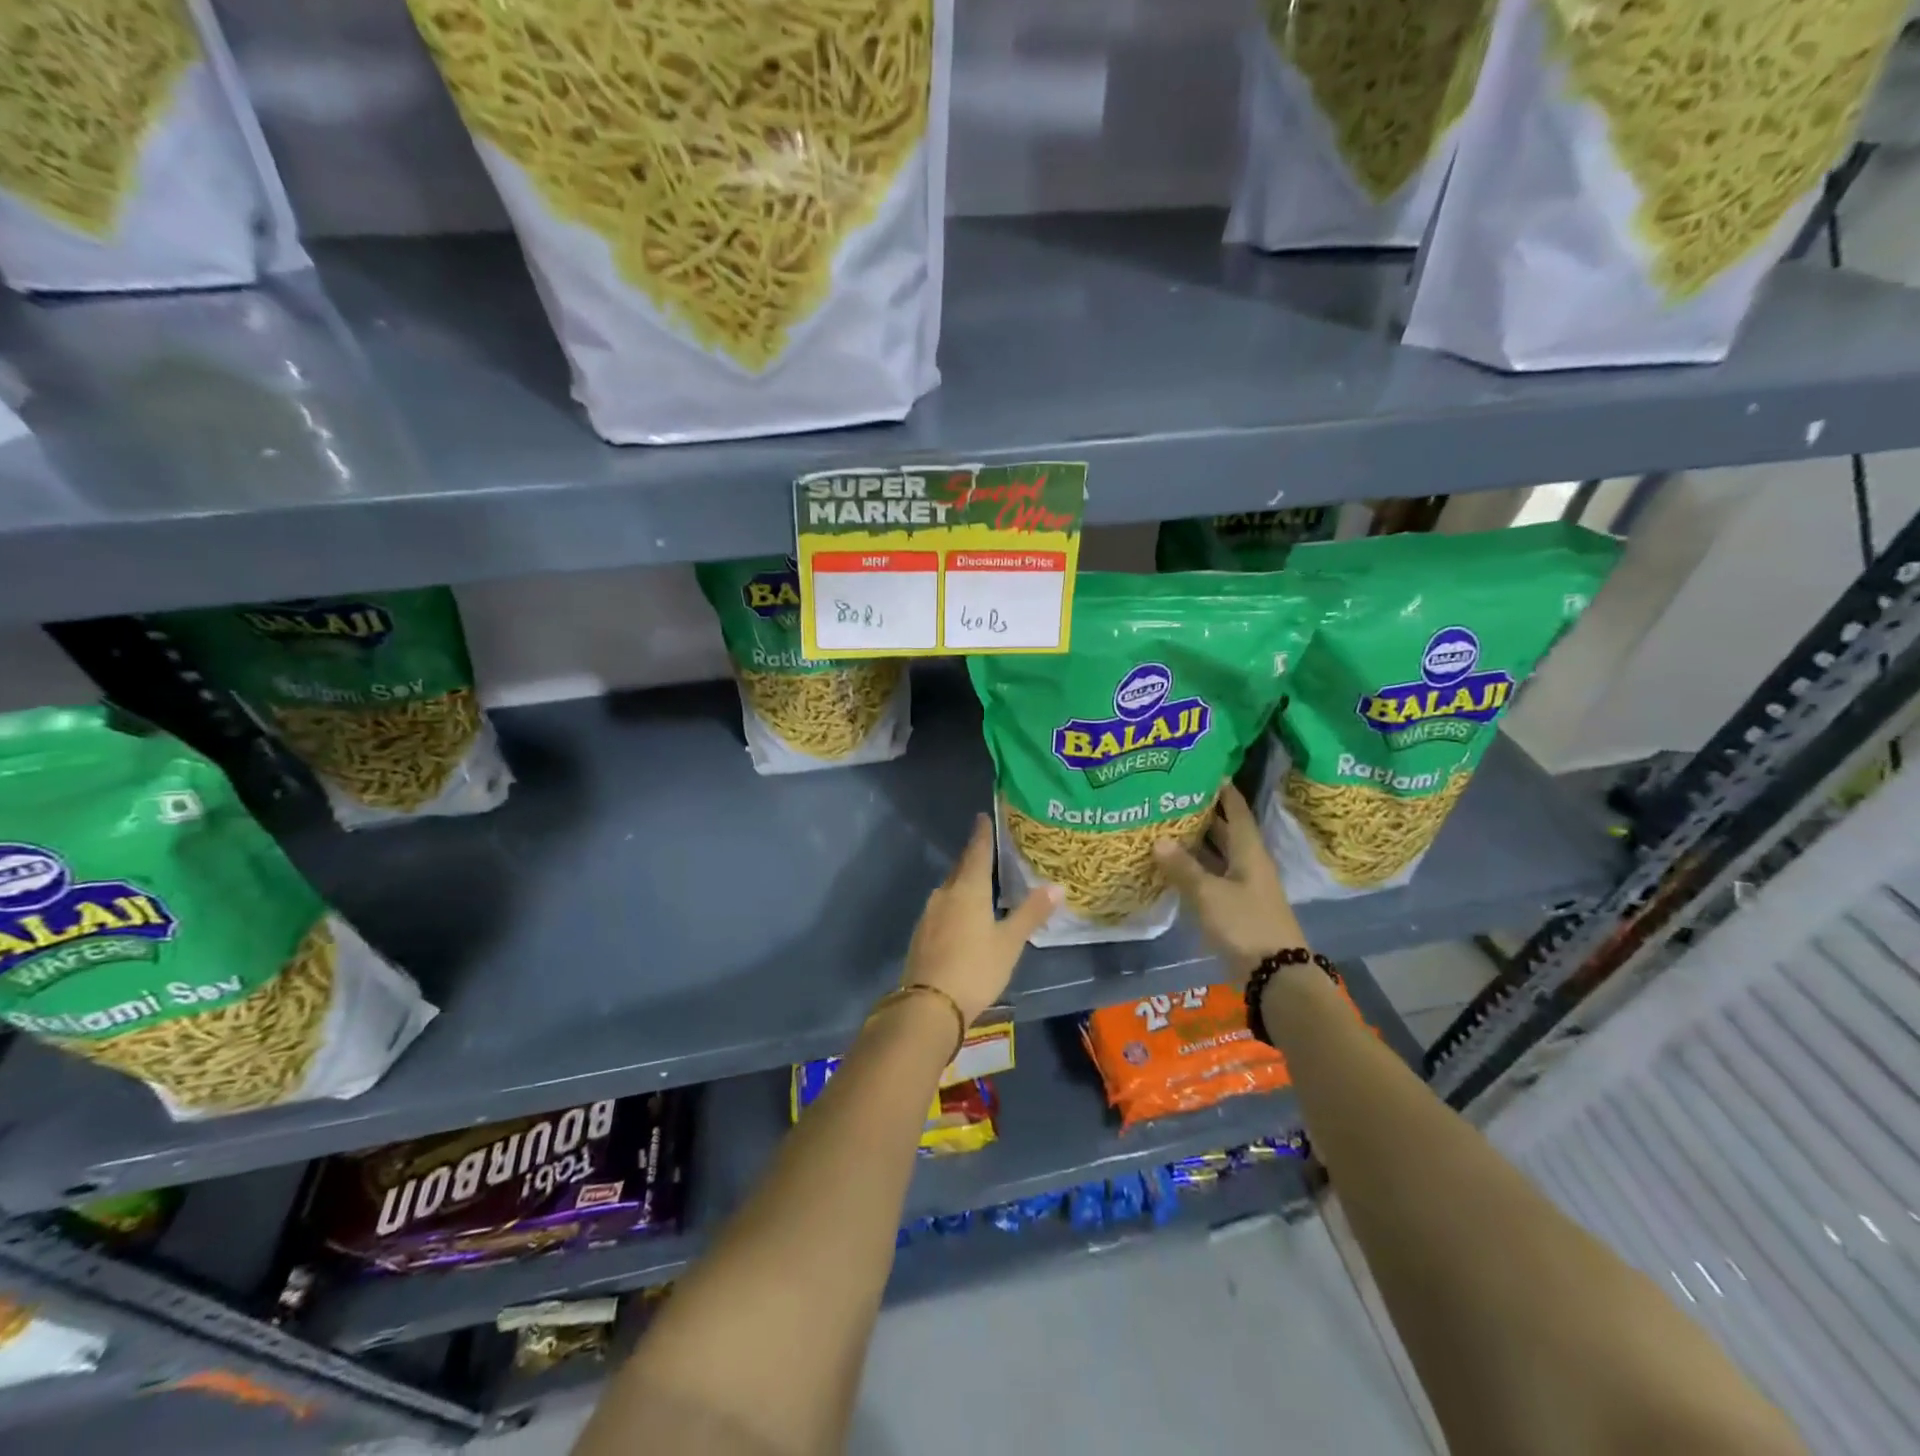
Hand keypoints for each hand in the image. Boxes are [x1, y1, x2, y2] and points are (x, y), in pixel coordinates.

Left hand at [904, 814, 1059, 1024]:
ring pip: (949, 888)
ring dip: (963, 881)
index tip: (982, 817)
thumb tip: (1056, 886)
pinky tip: (962, 914)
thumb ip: (1031, 913)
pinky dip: (954, 902)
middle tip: (987, 849)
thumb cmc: (975, 968)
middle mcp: (945, 894)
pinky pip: (942, 907)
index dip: (982, 835)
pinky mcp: (921, 933)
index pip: (977, 852)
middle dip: (973, 857)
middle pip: (961, 868)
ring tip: (979, 882)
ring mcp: (929, 914)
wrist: (929, 1005)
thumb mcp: (1009, 942)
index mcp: (968, 890)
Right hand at [1152, 784, 1306, 981]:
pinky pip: (1211, 879)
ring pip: (1217, 856)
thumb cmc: (1246, 925)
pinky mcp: (1234, 909)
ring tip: (1163, 825)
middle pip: (1225, 832)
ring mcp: (1242, 888)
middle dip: (1202, 814)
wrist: (1275, 976)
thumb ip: (1183, 868)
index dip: (1223, 791)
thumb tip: (1158, 839)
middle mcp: (1248, 865)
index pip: (1237, 811)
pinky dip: (1193, 870)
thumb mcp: (1210, 894)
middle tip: (1171, 796)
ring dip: (1195, 843)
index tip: (1205, 770)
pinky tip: (1170, 866)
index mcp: (1250, 853)